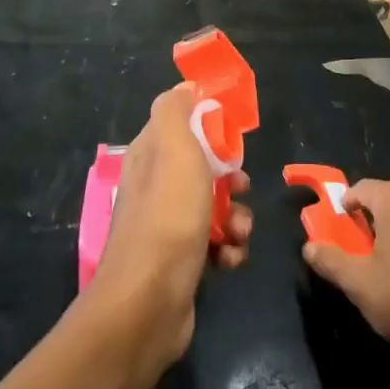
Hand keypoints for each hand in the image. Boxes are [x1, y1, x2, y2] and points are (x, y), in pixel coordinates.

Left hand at [88, 82, 253, 372]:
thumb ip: (177, 111)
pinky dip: (230, 248)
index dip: (210, 126)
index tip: (233, 136)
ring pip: (216, 206)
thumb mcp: (173, 148)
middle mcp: (155, 186)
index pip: (182, 125)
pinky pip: (216, 242)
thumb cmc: (167, 217)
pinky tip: (231, 258)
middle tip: (240, 188)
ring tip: (239, 233)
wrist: (149, 303)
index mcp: (149, 155)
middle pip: (205, 167)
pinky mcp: (182, 261)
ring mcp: (167, 226)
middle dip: (232, 177)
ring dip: (238, 217)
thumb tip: (186, 86)